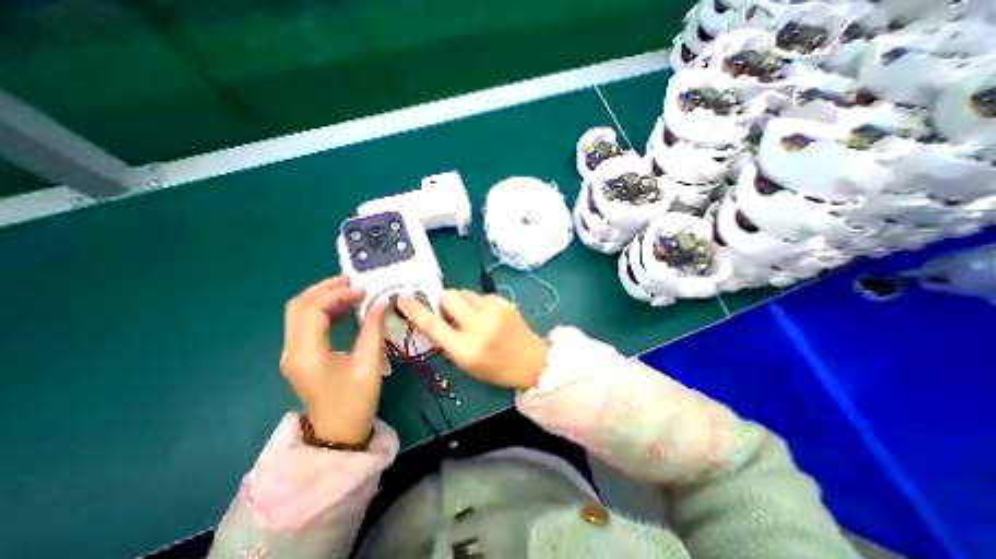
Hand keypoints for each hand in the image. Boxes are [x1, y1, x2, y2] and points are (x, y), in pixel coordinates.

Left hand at [285, 276, 387, 444]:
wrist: (337, 433)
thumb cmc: (356, 401)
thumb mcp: (370, 364)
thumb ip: (373, 330)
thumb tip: (380, 302)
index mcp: (308, 354)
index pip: (312, 310)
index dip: (337, 294)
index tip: (362, 292)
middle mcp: (292, 350)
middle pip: (298, 306)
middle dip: (324, 288)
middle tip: (352, 281)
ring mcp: (292, 353)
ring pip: (298, 312)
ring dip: (321, 297)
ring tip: (349, 290)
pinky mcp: (298, 355)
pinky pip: (304, 323)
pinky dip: (321, 309)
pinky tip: (341, 308)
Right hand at [399, 289, 552, 389]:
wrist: (529, 360)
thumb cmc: (494, 367)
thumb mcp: (464, 362)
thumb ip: (446, 339)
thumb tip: (434, 316)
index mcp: (465, 349)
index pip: (432, 325)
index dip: (415, 310)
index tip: (402, 298)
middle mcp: (478, 326)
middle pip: (448, 296)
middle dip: (443, 301)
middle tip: (450, 311)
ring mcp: (493, 310)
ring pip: (465, 293)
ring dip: (463, 302)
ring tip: (474, 315)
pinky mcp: (504, 301)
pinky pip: (481, 295)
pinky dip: (479, 303)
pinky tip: (489, 315)